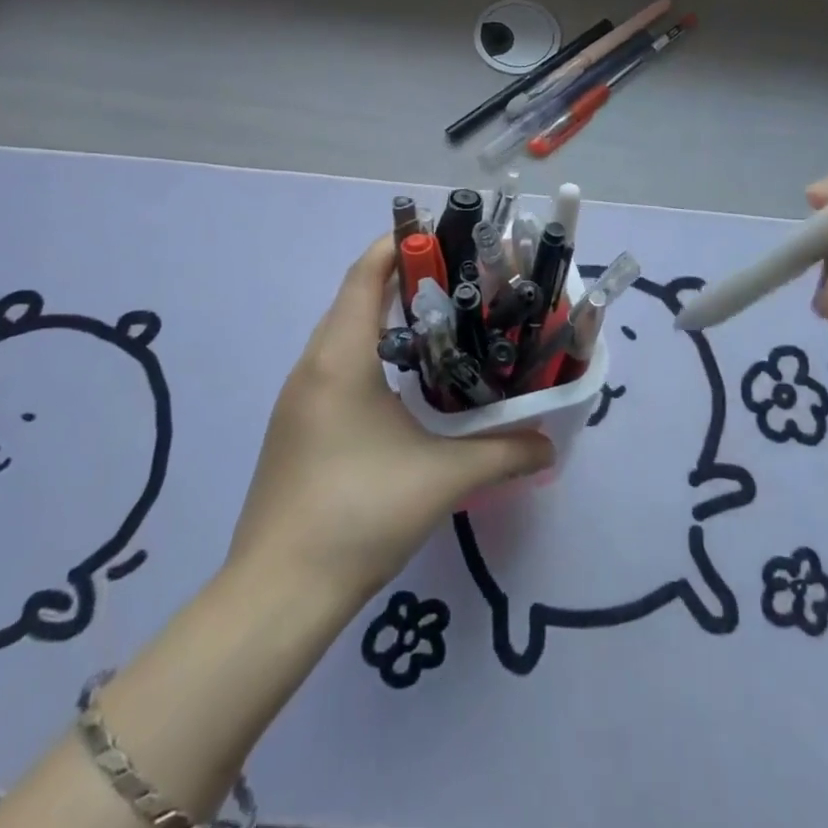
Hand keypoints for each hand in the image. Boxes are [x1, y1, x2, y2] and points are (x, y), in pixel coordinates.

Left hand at [229, 237, 552, 605]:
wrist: (277, 594)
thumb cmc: (358, 514)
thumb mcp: (442, 479)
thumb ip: (503, 453)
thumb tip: (550, 443)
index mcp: (339, 358)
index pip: (364, 276)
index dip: (397, 245)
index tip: (439, 233)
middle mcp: (311, 366)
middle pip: (353, 298)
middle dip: (399, 278)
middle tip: (454, 278)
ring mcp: (297, 399)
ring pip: (341, 334)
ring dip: (382, 317)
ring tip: (436, 322)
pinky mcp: (295, 428)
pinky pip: (333, 366)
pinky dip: (368, 352)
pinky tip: (401, 382)